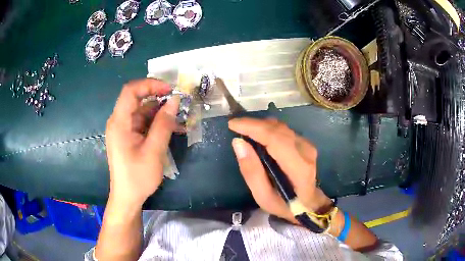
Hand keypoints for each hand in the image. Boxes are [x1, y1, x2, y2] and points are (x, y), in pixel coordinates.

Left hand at [105, 79, 178, 207]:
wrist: (127, 198)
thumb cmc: (137, 177)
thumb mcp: (153, 151)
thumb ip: (163, 124)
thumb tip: (174, 101)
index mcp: (119, 123)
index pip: (130, 91)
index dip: (150, 84)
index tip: (170, 90)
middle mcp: (119, 122)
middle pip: (136, 99)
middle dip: (157, 97)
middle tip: (178, 102)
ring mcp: (123, 129)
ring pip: (142, 111)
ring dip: (159, 112)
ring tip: (179, 118)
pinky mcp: (128, 136)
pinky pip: (143, 122)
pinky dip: (156, 123)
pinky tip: (171, 128)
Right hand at [229, 118, 332, 223]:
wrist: (309, 203)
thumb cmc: (285, 205)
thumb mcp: (263, 197)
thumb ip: (251, 172)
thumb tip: (238, 143)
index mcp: (298, 168)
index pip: (275, 139)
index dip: (253, 128)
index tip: (232, 125)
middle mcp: (305, 151)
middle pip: (277, 129)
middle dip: (253, 124)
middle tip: (234, 126)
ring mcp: (307, 145)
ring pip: (280, 127)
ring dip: (260, 125)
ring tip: (244, 130)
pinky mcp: (305, 142)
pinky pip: (283, 130)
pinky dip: (268, 129)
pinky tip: (258, 135)